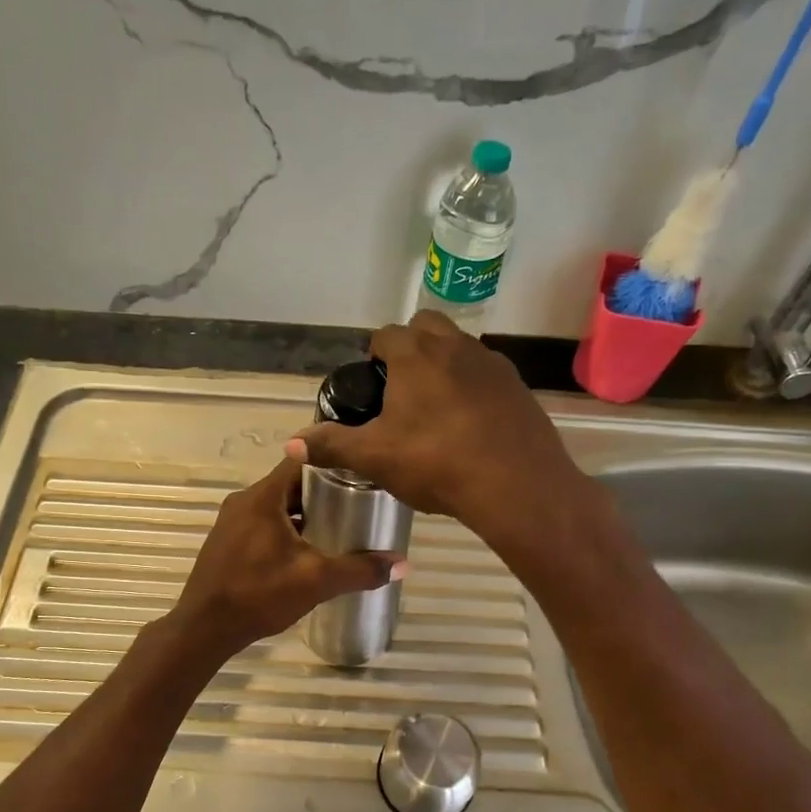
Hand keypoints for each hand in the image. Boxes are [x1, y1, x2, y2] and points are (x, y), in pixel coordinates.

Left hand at [168, 455, 402, 658]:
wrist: (204, 629)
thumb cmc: (259, 595)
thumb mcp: (316, 581)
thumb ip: (360, 570)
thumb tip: (403, 564)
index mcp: (263, 497)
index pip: (302, 460)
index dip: (332, 462)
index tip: (361, 473)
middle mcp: (244, 501)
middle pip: (291, 484)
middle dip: (323, 493)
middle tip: (357, 505)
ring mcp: (231, 522)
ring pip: (277, 506)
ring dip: (304, 514)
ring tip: (338, 528)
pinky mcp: (227, 542)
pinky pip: (263, 524)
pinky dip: (286, 530)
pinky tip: (306, 552)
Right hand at [286, 311, 587, 544]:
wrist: (516, 484)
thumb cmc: (437, 463)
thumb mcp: (375, 457)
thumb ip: (332, 446)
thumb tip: (291, 444)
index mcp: (416, 355)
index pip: (386, 335)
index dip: (374, 355)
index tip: (371, 384)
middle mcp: (456, 346)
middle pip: (427, 327)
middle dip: (411, 347)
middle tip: (401, 390)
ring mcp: (493, 364)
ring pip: (461, 349)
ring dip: (444, 365)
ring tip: (436, 409)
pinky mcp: (519, 387)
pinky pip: (488, 376)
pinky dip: (474, 388)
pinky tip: (470, 425)